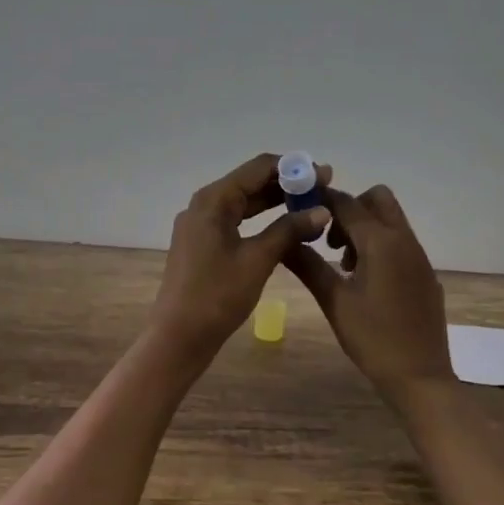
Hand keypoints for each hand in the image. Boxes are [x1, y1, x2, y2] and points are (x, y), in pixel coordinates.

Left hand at [150, 153, 331, 364]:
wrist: (178, 337)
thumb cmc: (217, 295)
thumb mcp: (258, 260)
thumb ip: (289, 230)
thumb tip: (322, 210)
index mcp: (213, 200)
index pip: (258, 167)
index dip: (294, 167)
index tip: (325, 175)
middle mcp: (204, 205)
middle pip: (250, 182)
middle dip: (288, 184)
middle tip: (324, 190)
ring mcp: (201, 225)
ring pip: (244, 203)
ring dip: (276, 202)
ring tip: (312, 207)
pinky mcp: (203, 244)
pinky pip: (237, 221)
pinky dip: (262, 221)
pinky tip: (286, 229)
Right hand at [283, 184, 453, 397]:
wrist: (420, 377)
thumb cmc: (373, 338)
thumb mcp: (334, 301)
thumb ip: (308, 265)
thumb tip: (283, 240)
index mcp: (381, 242)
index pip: (346, 203)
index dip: (321, 199)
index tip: (299, 207)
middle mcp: (404, 240)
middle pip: (377, 200)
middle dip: (349, 209)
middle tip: (328, 240)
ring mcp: (419, 257)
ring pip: (391, 221)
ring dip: (365, 228)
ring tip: (343, 265)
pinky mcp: (425, 274)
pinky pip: (401, 243)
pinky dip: (380, 246)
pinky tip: (366, 282)